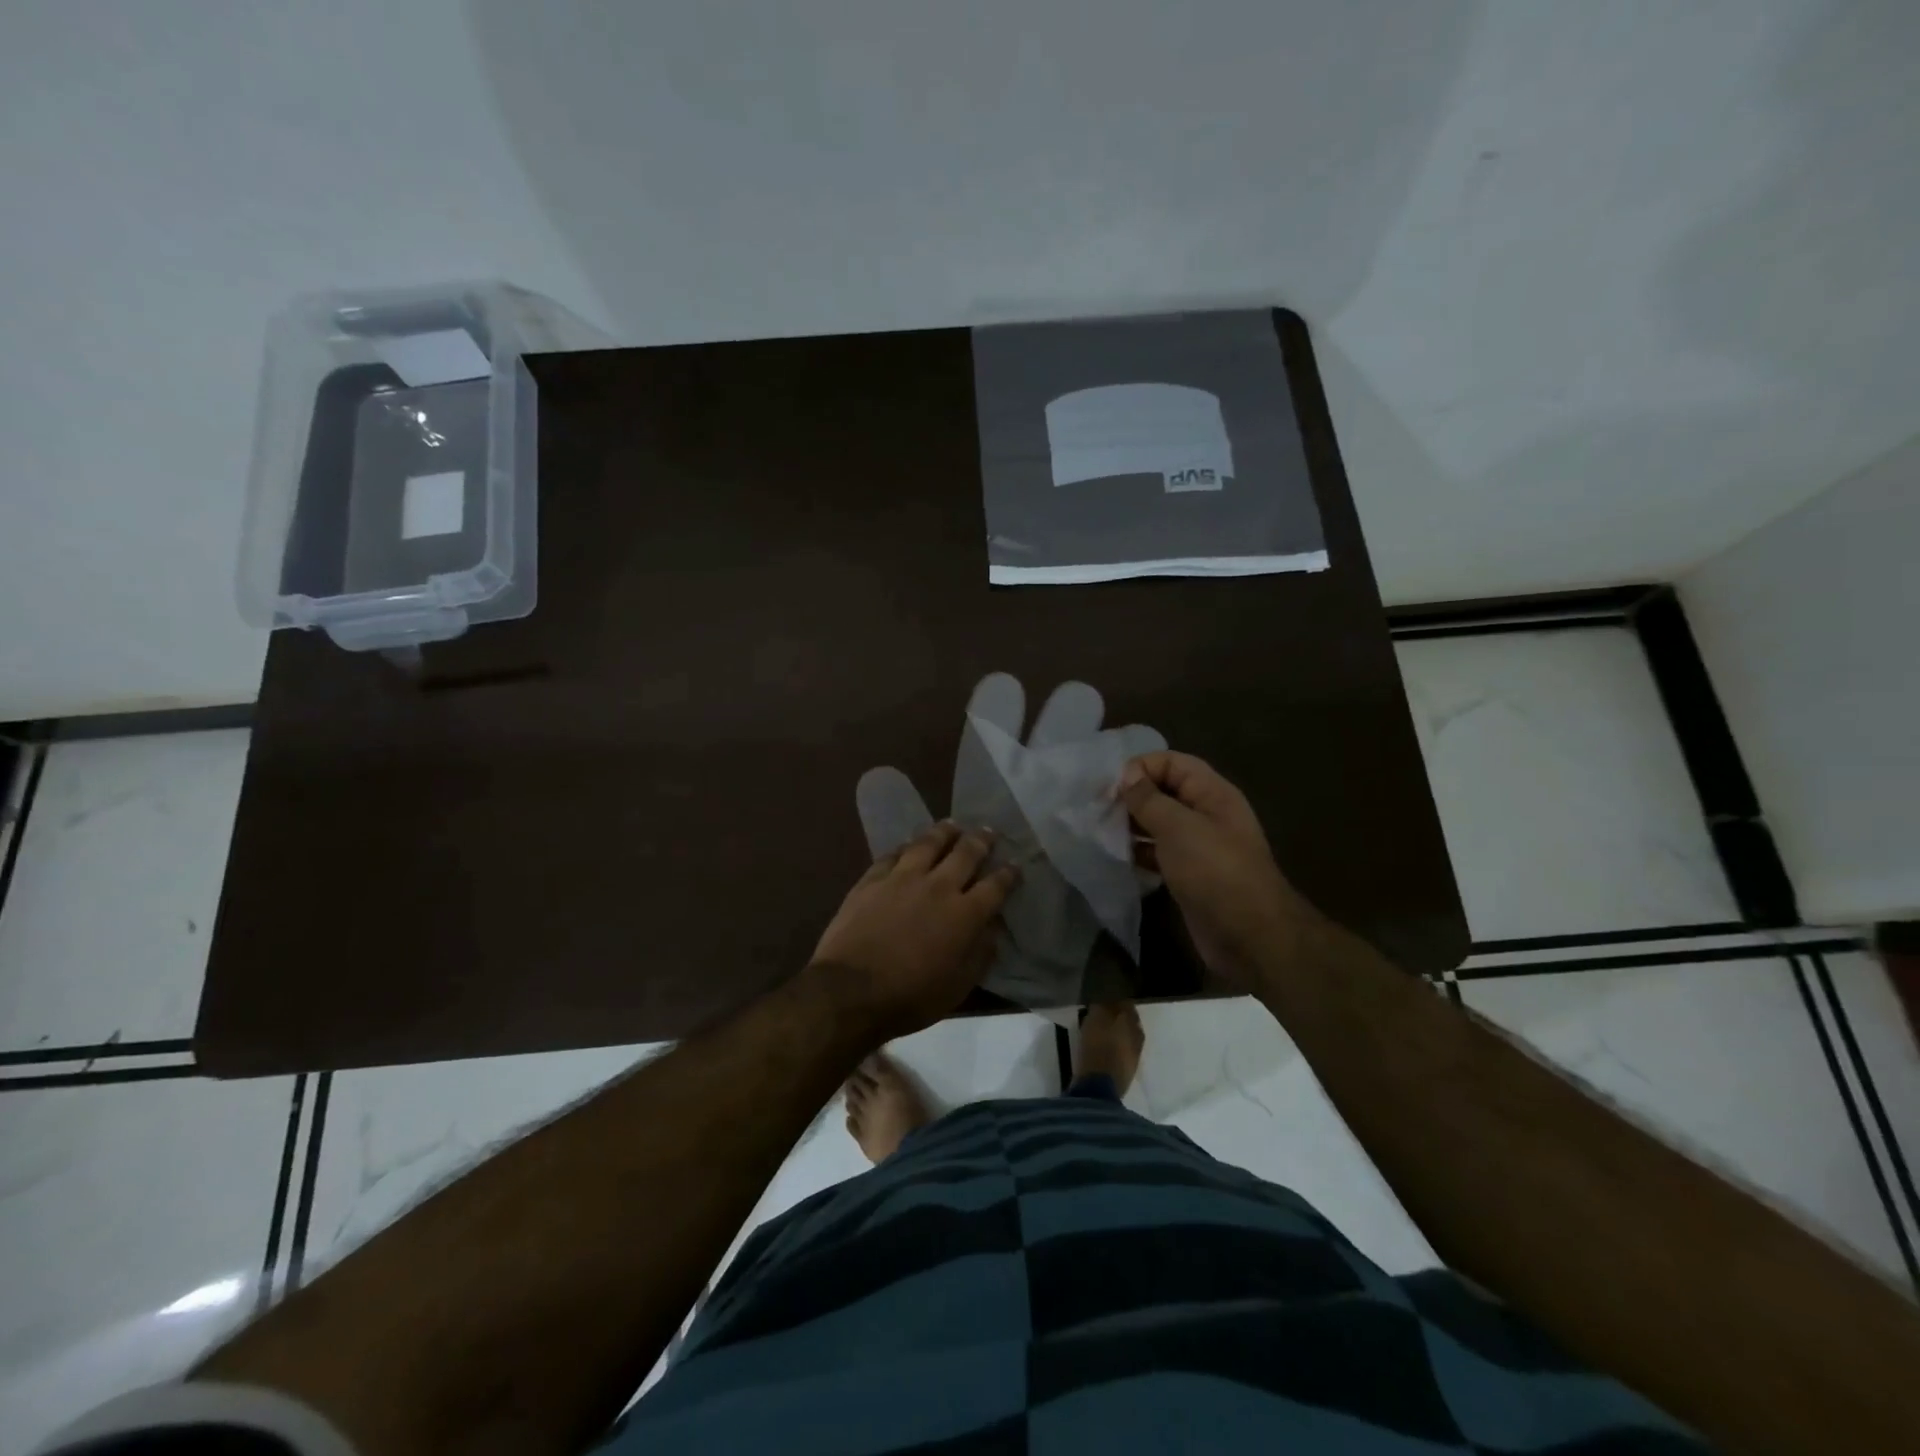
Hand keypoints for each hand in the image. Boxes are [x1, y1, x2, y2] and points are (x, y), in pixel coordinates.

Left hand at [809, 822, 1018, 1041]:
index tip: (1016, 865)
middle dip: (982, 840)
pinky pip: (894, 853)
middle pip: (966, 853)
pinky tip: (909, 844)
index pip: (996, 885)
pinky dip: (907, 846)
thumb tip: (993, 928)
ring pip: (929, 843)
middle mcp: (938, 886)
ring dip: (944, 832)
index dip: (1009, 873)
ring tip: (952, 825)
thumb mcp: (958, 986)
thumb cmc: (911, 996)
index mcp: (965, 914)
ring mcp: (903, 878)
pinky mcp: (873, 879)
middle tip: (989, 831)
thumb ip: (980, 953)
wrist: (850, 990)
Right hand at [1118, 752, 1318, 986]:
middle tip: (1099, 810)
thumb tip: (1127, 775)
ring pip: (1159, 824)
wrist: (1249, 936)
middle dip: (1132, 796)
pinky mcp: (1189, 875)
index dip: (1141, 767)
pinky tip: (1118, 858)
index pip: (1173, 763)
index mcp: (1212, 793)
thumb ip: (1149, 798)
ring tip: (1102, 832)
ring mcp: (1199, 847)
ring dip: (1132, 825)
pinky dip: (1139, 852)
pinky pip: (1159, 853)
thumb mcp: (1179, 827)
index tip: (1110, 787)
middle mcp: (1207, 814)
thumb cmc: (1214, 871)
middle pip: (1164, 791)